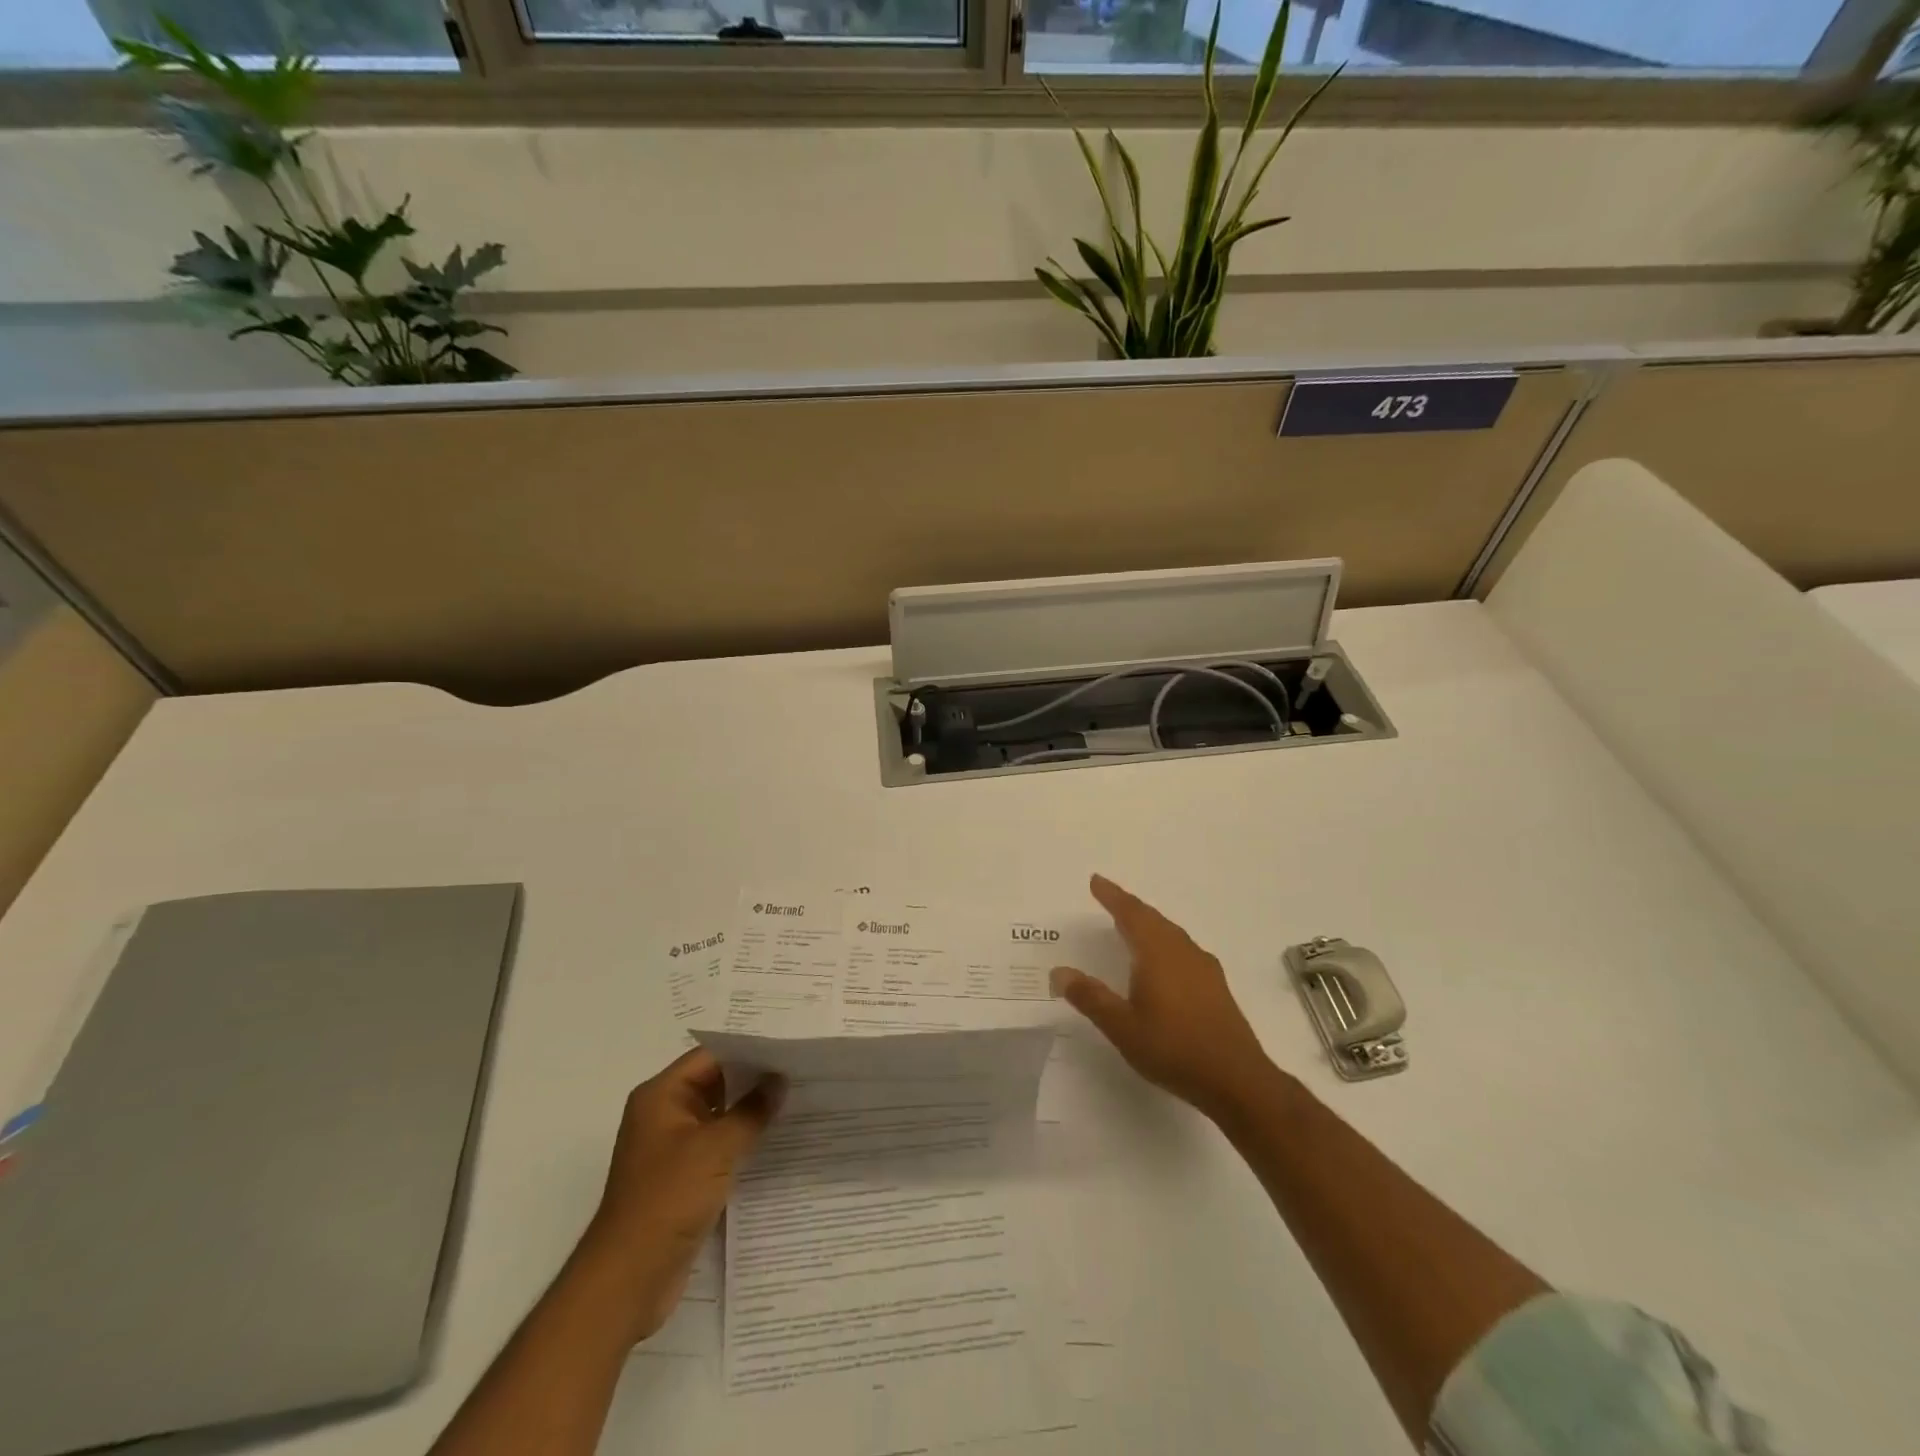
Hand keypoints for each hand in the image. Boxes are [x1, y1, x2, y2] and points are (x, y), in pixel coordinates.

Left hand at [575, 1049, 782, 1343]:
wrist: (628, 1279)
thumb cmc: (667, 1199)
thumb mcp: (716, 1148)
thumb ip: (751, 1111)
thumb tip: (778, 1081)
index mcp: (661, 1096)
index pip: (711, 1056)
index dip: (750, 1049)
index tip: (789, 1047)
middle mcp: (663, 1115)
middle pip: (715, 1083)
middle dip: (755, 1080)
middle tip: (801, 1071)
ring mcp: (672, 1148)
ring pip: (719, 1116)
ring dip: (751, 1112)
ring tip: (797, 1101)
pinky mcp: (682, 1179)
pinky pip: (718, 1147)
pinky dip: (743, 1142)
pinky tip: (777, 1141)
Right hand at [1050, 874, 1276, 1120]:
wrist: (1237, 1080)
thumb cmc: (1173, 1048)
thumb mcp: (1122, 1026)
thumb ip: (1090, 997)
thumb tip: (1059, 972)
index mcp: (1157, 953)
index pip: (1130, 914)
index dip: (1112, 896)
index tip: (1096, 880)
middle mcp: (1182, 951)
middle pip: (1153, 918)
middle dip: (1129, 907)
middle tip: (1110, 898)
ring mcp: (1204, 968)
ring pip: (1171, 933)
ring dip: (1149, 924)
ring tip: (1132, 925)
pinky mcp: (1216, 986)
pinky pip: (1183, 949)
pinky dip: (1165, 943)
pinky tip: (1163, 961)